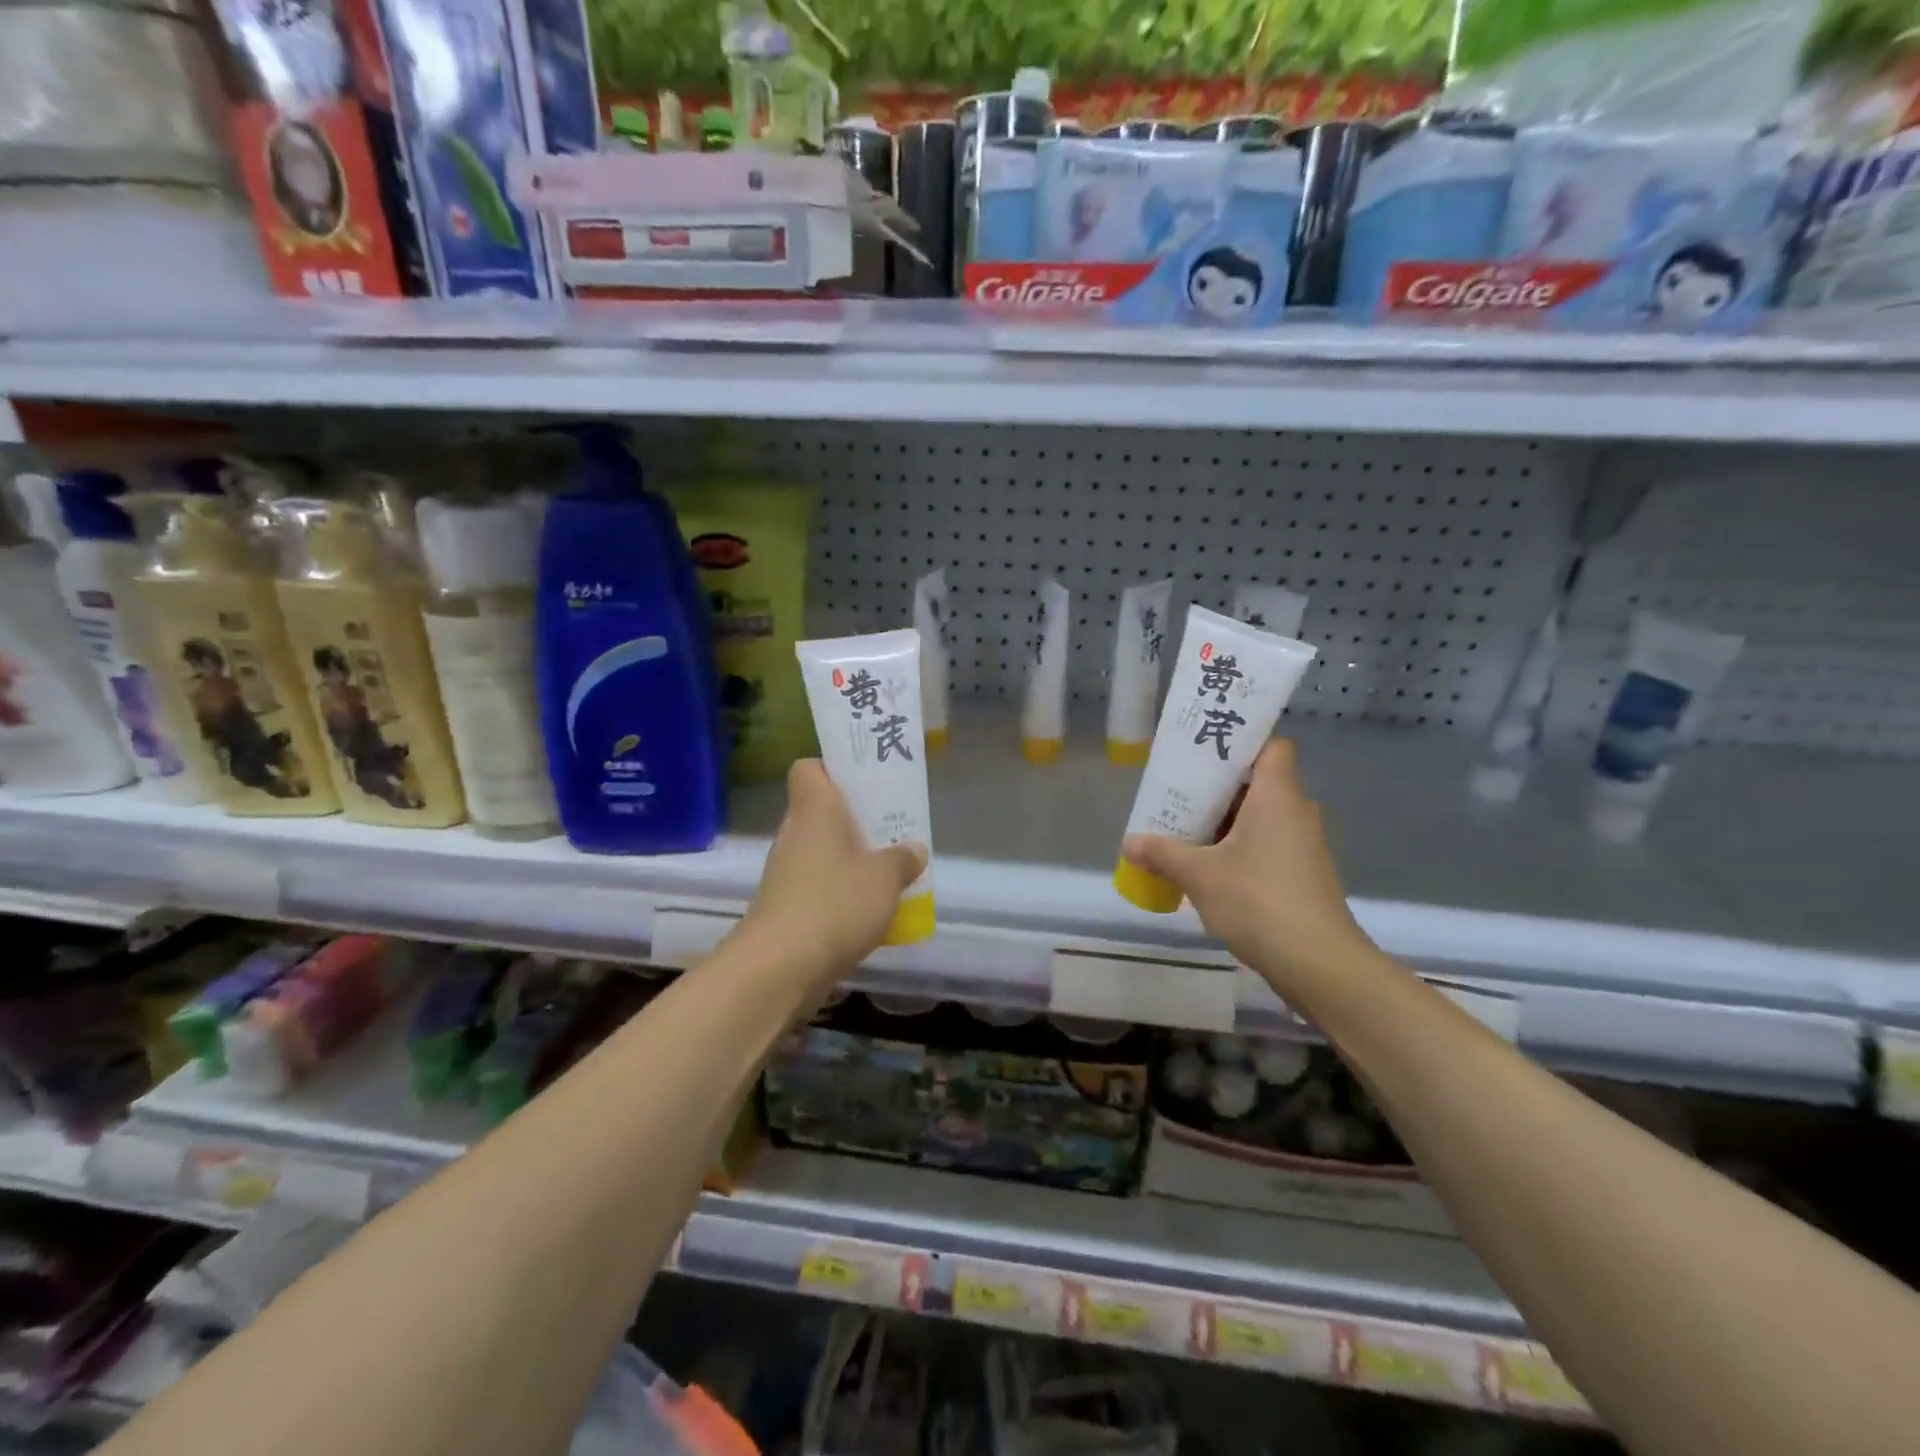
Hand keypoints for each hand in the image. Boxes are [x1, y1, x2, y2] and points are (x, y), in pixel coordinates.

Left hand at [735, 760, 927, 995]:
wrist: (779, 968)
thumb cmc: (835, 904)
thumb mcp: (885, 878)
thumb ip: (903, 859)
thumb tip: (914, 849)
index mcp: (815, 811)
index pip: (808, 769)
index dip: (833, 768)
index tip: (864, 782)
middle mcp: (794, 835)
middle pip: (820, 811)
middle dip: (855, 819)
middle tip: (890, 829)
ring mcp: (785, 874)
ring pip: (821, 851)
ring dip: (850, 859)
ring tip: (888, 872)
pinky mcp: (785, 909)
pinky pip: (818, 886)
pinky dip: (840, 893)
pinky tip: (869, 911)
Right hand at [1121, 740, 1377, 989]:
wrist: (1319, 964)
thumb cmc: (1259, 901)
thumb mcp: (1199, 875)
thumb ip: (1162, 853)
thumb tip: (1129, 843)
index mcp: (1277, 795)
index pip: (1271, 746)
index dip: (1242, 741)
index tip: (1205, 750)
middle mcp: (1295, 812)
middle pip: (1257, 782)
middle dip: (1216, 786)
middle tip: (1177, 790)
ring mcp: (1302, 845)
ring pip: (1259, 816)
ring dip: (1224, 820)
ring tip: (1182, 827)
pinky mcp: (1301, 875)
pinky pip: (1265, 844)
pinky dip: (1237, 847)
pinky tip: (1206, 865)